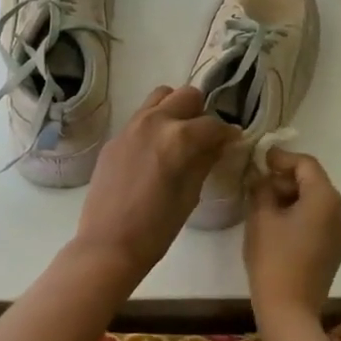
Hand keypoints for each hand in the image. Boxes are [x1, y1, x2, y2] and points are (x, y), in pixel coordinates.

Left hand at [72, 86, 238, 287]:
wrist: (108, 245)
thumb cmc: (157, 228)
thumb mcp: (190, 194)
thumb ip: (206, 161)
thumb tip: (219, 144)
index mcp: (179, 137)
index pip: (212, 123)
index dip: (227, 133)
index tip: (232, 141)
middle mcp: (154, 121)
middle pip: (186, 95)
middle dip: (201, 112)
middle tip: (204, 136)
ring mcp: (130, 127)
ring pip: (160, 97)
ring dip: (175, 109)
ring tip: (179, 136)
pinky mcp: (115, 138)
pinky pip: (140, 117)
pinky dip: (154, 124)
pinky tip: (155, 151)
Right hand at [244, 149, 340, 327]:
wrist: (289, 311)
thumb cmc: (273, 258)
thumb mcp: (261, 216)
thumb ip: (261, 188)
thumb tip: (261, 177)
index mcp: (325, 198)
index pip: (305, 164)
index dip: (281, 158)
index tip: (260, 159)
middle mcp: (340, 211)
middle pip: (313, 181)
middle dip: (285, 179)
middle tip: (257, 183)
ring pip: (315, 202)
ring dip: (291, 197)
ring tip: (263, 203)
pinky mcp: (334, 250)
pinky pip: (318, 220)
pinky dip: (299, 214)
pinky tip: (276, 224)